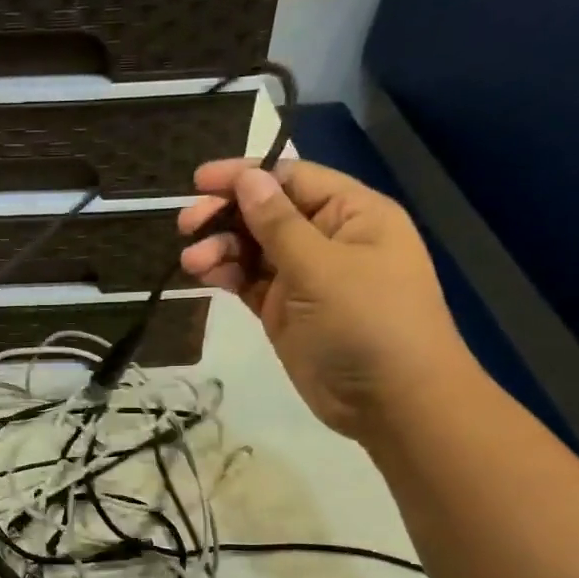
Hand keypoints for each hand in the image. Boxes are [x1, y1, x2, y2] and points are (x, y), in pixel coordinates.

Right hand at [180, 159, 476, 440]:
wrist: (391, 401)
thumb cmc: (367, 322)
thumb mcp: (321, 267)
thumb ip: (278, 223)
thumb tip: (248, 178)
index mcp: (352, 214)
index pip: (292, 179)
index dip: (246, 175)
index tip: (199, 181)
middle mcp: (328, 239)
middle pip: (268, 212)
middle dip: (227, 215)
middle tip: (187, 224)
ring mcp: (306, 277)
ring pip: (254, 249)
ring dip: (221, 249)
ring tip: (192, 262)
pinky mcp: (286, 311)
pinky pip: (251, 282)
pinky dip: (227, 276)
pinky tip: (204, 276)